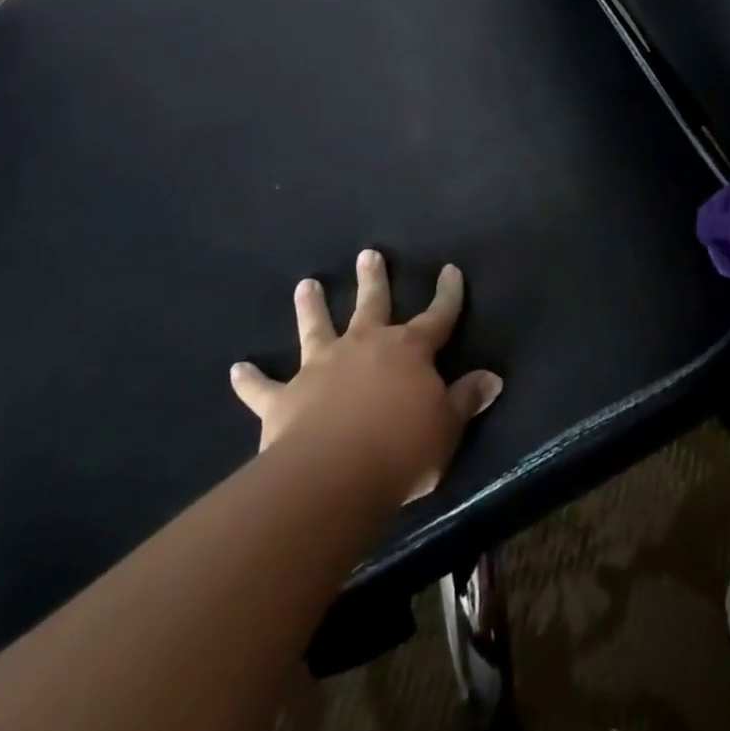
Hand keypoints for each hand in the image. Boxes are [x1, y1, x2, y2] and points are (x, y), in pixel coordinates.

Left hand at [229, 250, 503, 502]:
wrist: (332, 476)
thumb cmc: (402, 448)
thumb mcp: (447, 427)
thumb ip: (466, 399)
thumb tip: (492, 378)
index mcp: (409, 350)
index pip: (438, 315)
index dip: (447, 293)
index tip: (450, 270)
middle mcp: (364, 346)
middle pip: (372, 304)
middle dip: (372, 279)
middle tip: (368, 254)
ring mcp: (321, 368)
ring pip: (316, 328)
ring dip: (310, 307)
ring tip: (305, 284)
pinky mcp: (284, 399)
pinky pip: (263, 387)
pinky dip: (250, 380)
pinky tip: (237, 369)